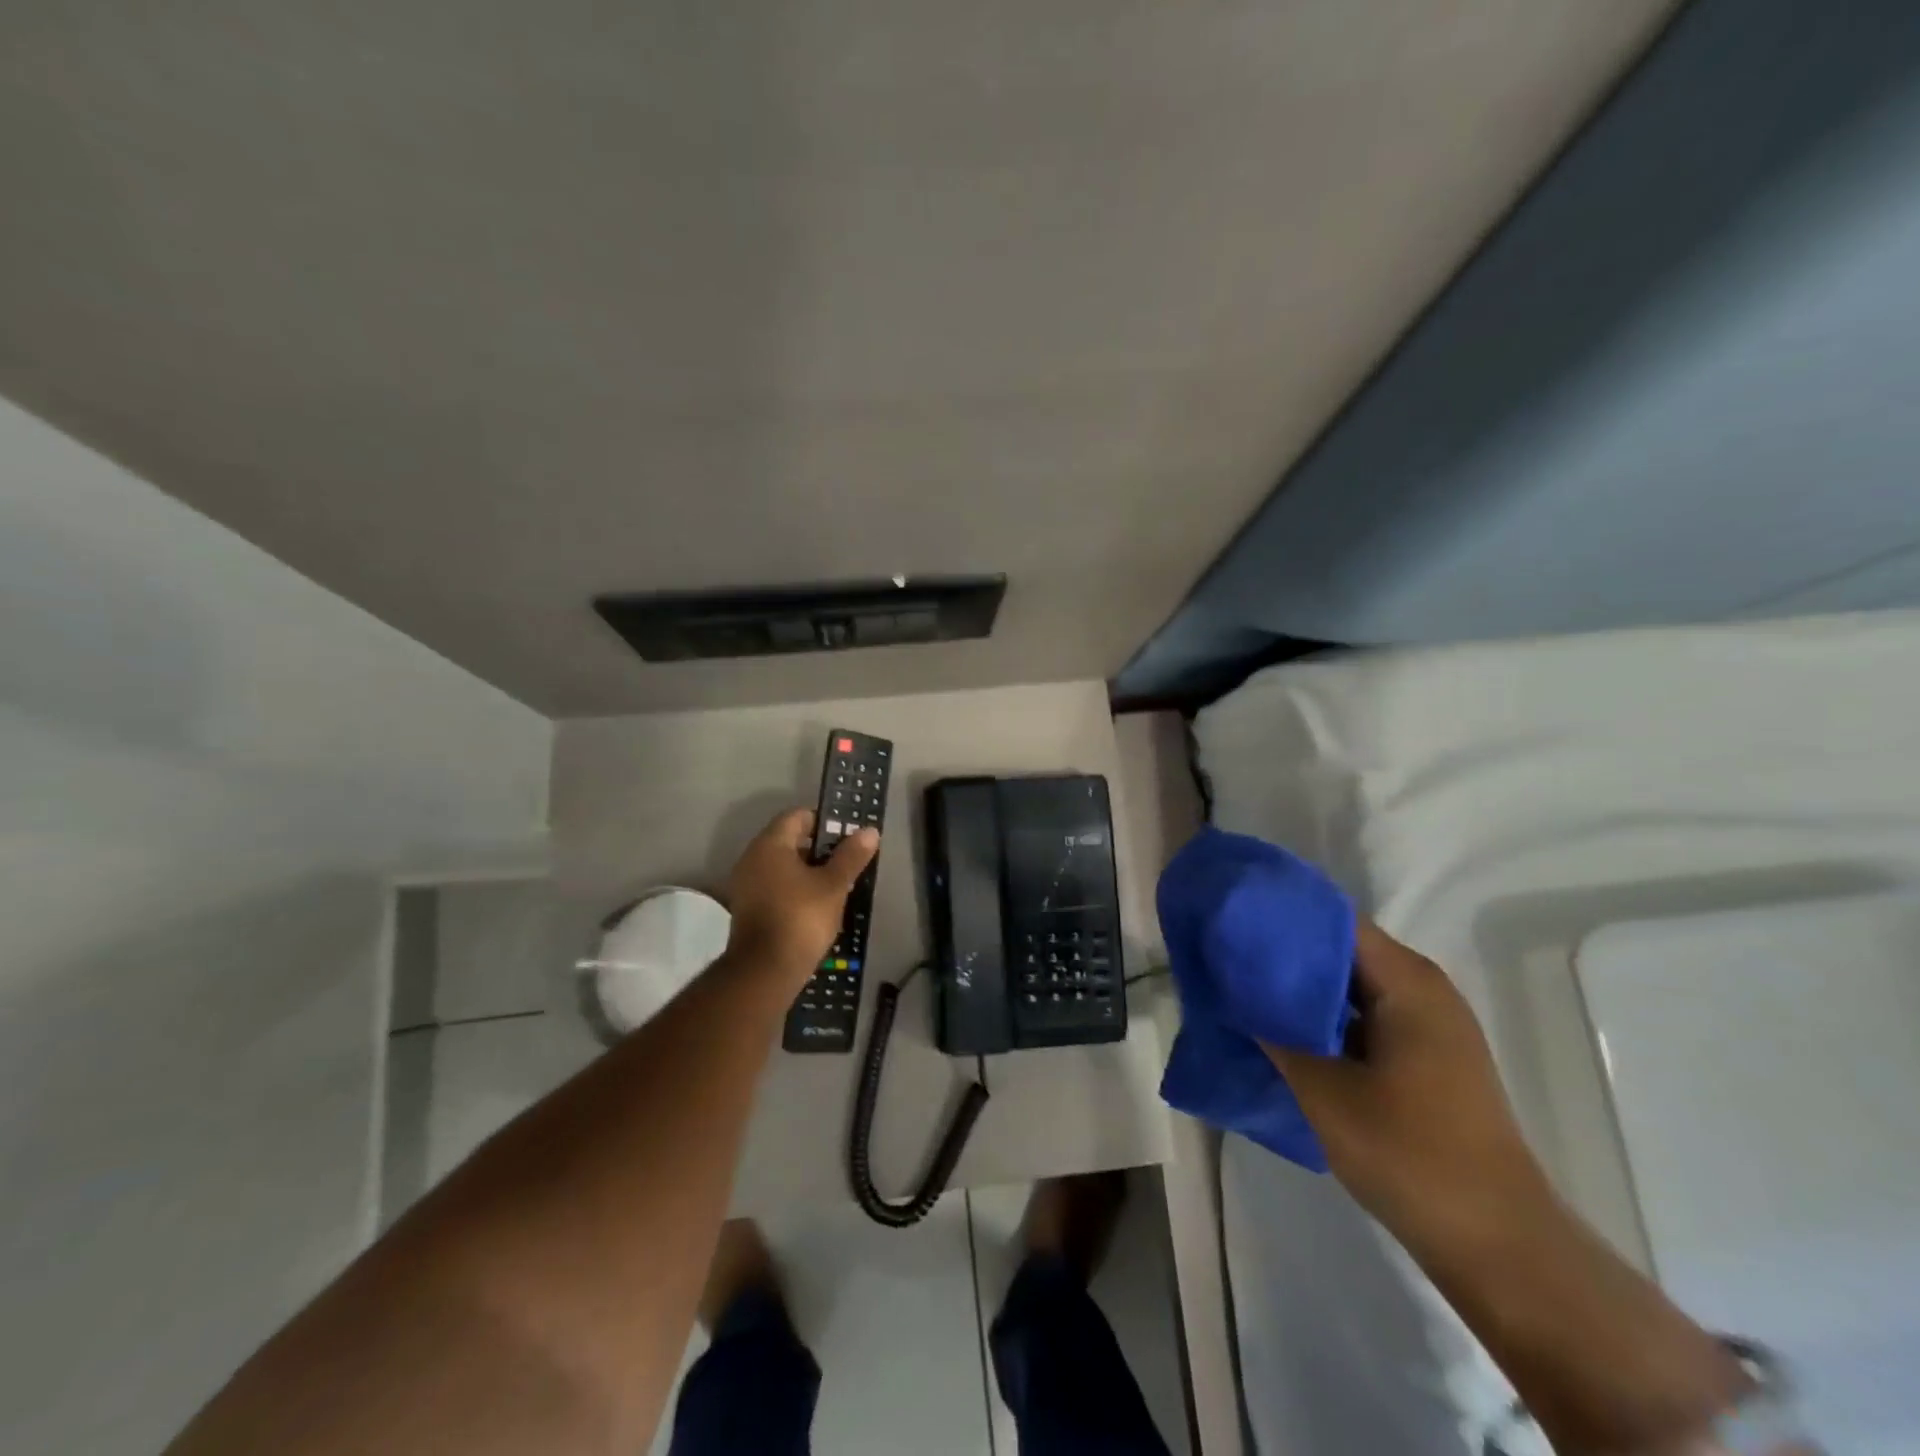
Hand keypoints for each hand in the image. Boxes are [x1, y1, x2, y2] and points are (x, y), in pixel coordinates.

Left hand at [722, 808, 879, 986]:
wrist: (765, 972)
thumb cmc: (801, 918)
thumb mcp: (833, 885)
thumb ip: (851, 856)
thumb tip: (869, 831)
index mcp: (770, 845)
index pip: (798, 816)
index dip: (825, 821)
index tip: (848, 834)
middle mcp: (752, 858)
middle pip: (790, 840)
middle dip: (820, 847)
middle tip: (848, 859)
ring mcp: (747, 885)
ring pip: (783, 865)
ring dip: (809, 870)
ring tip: (838, 882)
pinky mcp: (748, 908)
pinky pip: (775, 886)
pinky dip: (795, 888)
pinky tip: (818, 903)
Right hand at [1262, 922, 1547, 1247]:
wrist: (1499, 1246)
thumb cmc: (1411, 1155)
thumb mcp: (1324, 1091)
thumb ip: (1274, 1033)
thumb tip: (1234, 993)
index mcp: (1407, 982)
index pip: (1333, 920)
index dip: (1281, 914)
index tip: (1231, 918)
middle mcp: (1421, 990)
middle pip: (1341, 950)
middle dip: (1283, 952)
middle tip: (1226, 954)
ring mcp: (1426, 1025)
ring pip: (1350, 986)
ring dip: (1300, 988)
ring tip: (1242, 988)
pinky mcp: (1424, 1057)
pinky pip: (1363, 1016)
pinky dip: (1323, 1017)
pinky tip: (1281, 1030)